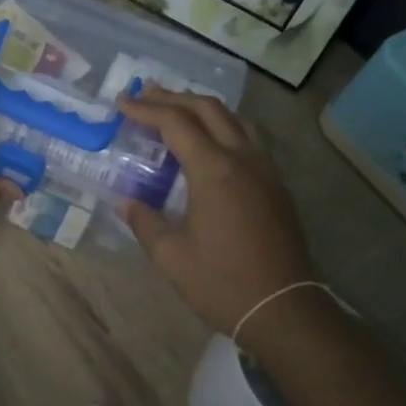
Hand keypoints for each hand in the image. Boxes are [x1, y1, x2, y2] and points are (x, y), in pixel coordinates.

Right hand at [115, 86, 313, 333]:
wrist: (284, 310)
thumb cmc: (222, 283)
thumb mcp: (171, 256)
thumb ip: (145, 221)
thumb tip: (128, 202)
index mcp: (214, 170)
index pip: (176, 123)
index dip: (146, 110)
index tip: (121, 104)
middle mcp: (243, 159)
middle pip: (208, 109)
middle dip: (173, 98)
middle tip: (144, 95)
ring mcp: (265, 170)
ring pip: (234, 119)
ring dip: (202, 108)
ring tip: (176, 110)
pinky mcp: (277, 185)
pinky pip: (248, 138)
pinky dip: (222, 126)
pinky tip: (209, 142)